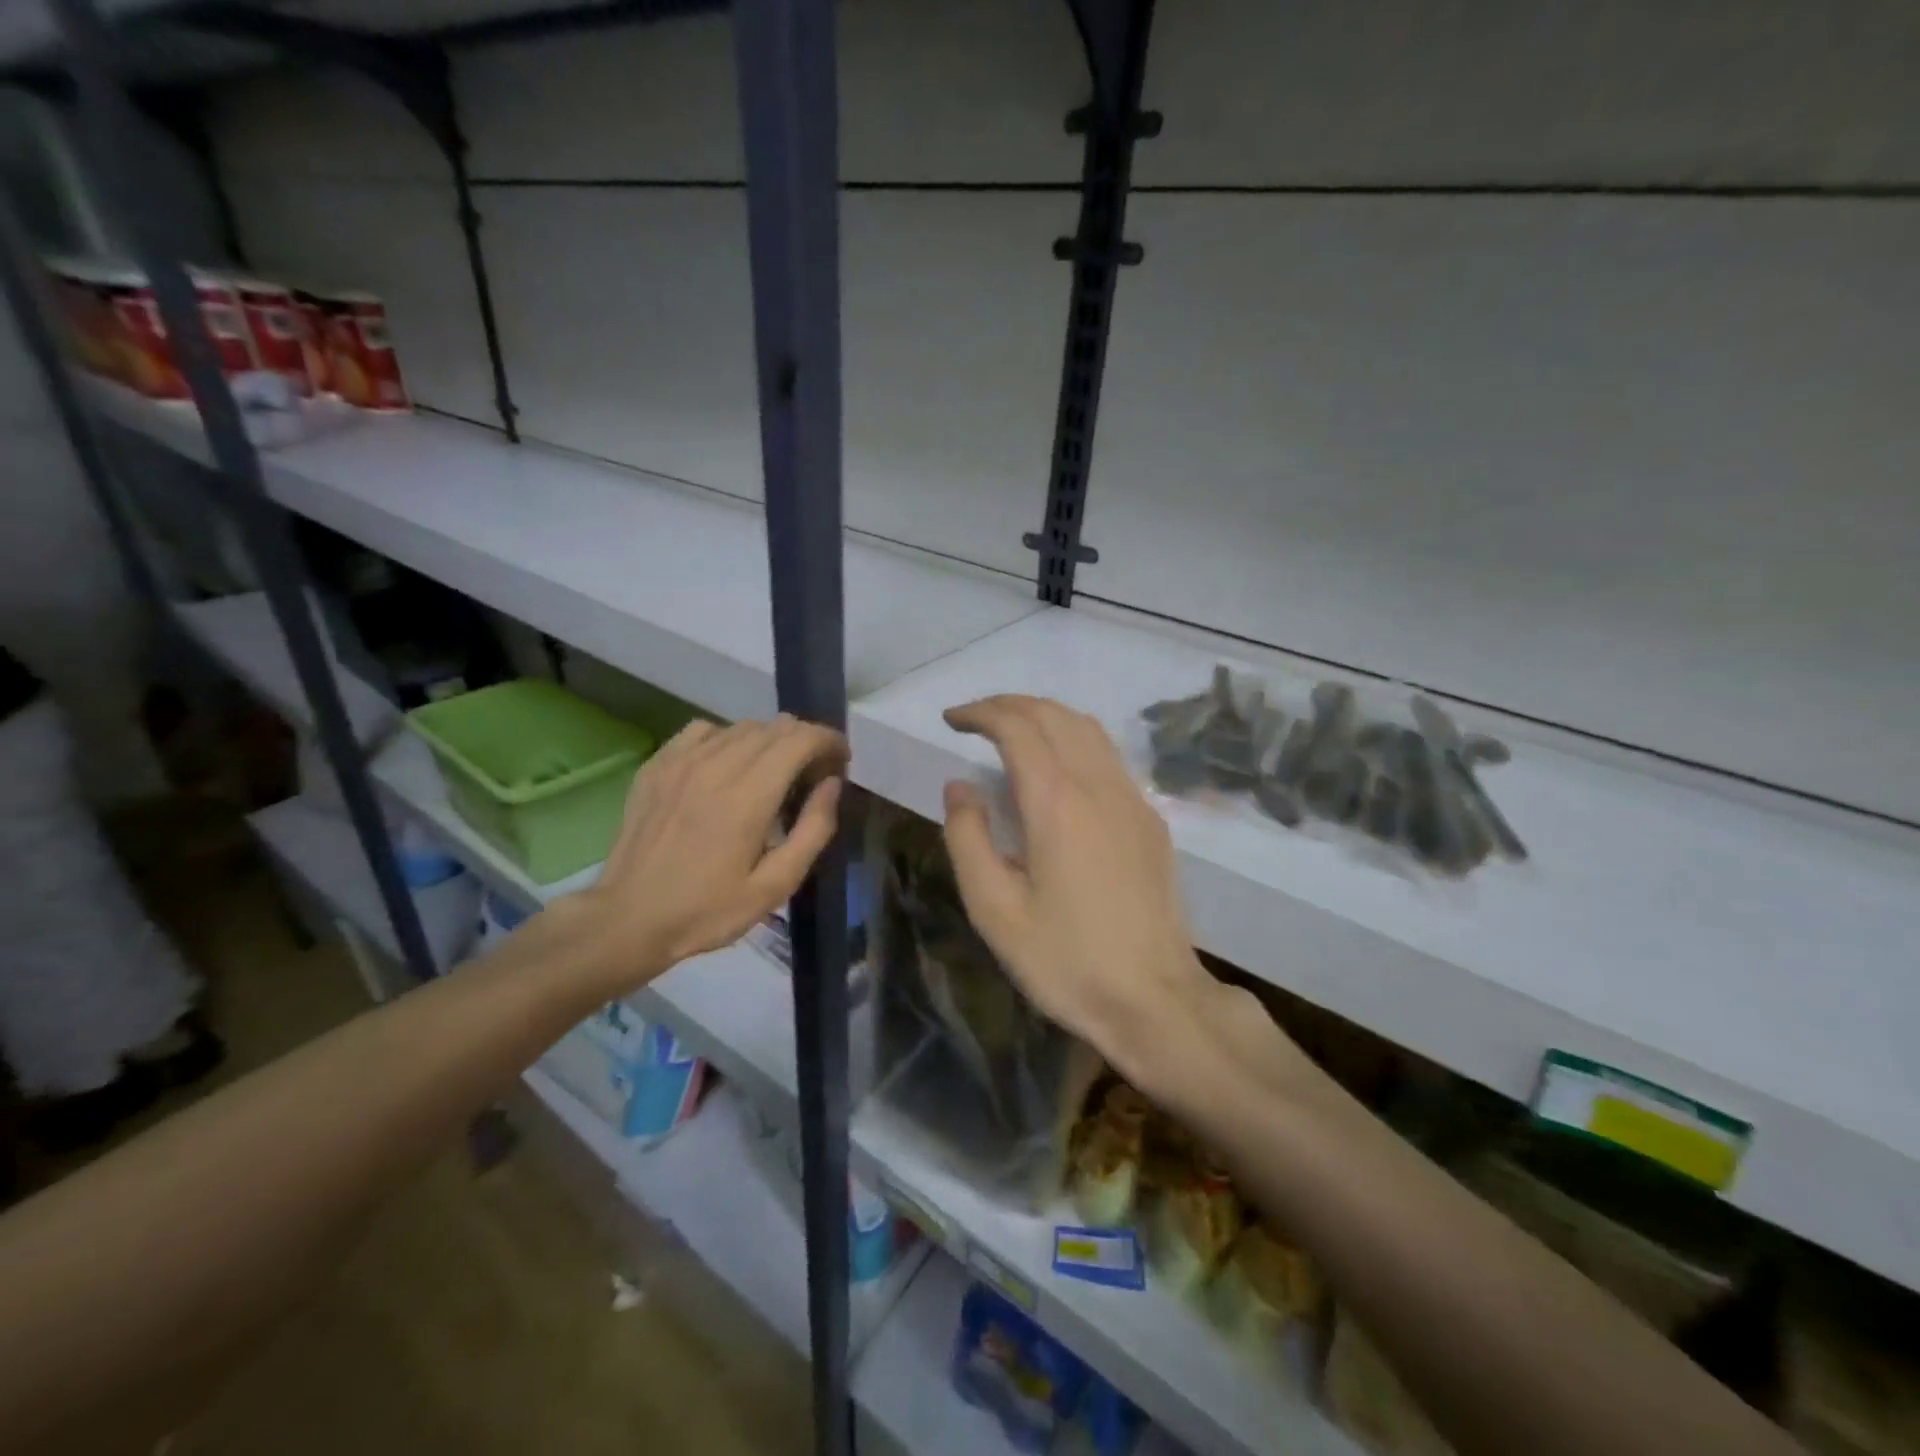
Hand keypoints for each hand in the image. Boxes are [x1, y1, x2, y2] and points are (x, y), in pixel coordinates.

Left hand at [571, 715, 846, 993]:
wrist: (629, 919)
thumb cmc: (708, 910)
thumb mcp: (775, 886)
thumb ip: (813, 830)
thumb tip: (832, 784)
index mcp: (749, 796)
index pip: (801, 739)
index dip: (829, 741)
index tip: (840, 762)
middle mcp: (716, 765)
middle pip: (775, 727)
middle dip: (805, 742)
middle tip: (812, 775)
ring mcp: (682, 761)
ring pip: (742, 726)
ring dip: (769, 741)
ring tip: (773, 772)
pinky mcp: (658, 764)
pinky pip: (704, 730)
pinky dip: (727, 739)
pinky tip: (727, 767)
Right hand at [940, 695, 1242, 1091]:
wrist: (1155, 999)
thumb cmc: (1066, 960)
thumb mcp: (995, 910)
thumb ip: (968, 838)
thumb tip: (960, 786)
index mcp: (1056, 802)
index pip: (1017, 726)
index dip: (980, 713)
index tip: (952, 719)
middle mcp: (1098, 785)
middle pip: (1054, 715)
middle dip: (1010, 705)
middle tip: (975, 720)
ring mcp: (1132, 799)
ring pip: (1088, 728)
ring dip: (1045, 716)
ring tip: (1012, 733)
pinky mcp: (1150, 819)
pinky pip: (1109, 755)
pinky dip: (1074, 739)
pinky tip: (1059, 768)